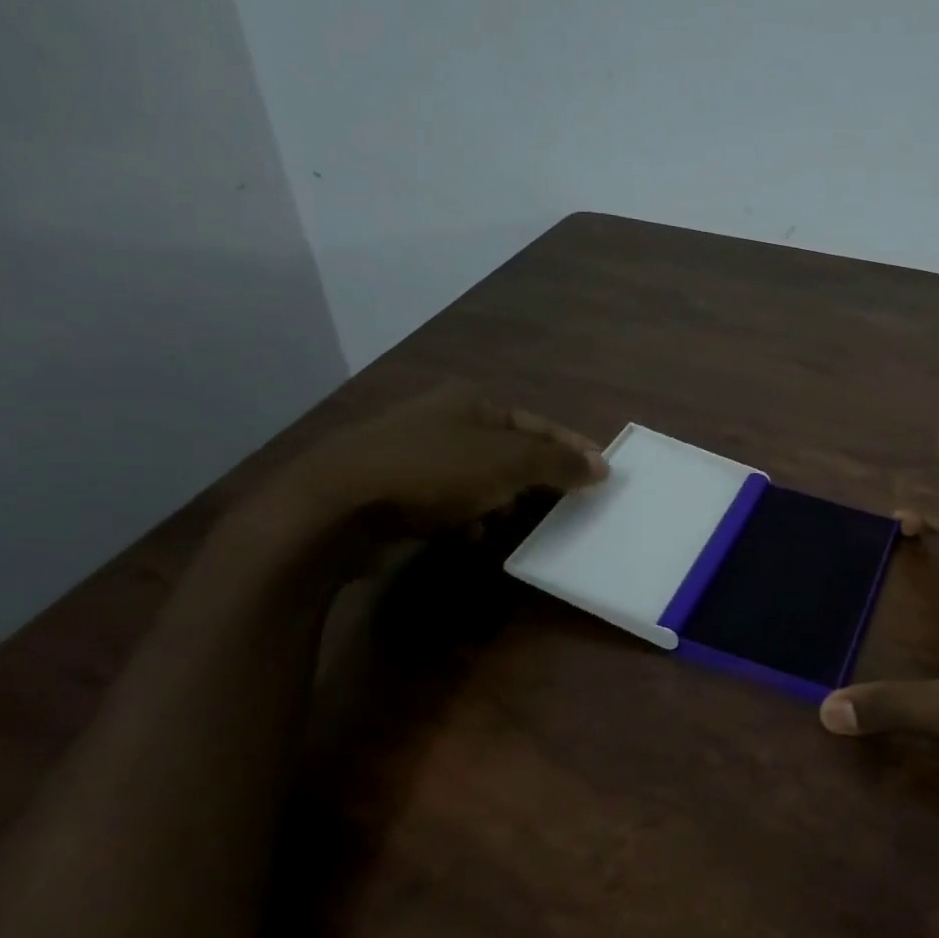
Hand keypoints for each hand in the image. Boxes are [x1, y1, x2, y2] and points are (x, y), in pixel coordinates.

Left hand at [257, 384, 609, 549]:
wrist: (335, 505)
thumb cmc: (433, 472)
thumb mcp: (508, 463)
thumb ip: (559, 463)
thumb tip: (603, 466)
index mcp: (473, 401)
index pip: (539, 425)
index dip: (573, 448)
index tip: (602, 474)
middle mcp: (444, 418)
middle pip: (510, 451)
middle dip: (535, 481)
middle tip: (561, 506)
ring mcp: (415, 451)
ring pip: (479, 478)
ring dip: (501, 503)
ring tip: (512, 525)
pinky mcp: (394, 486)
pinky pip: (449, 500)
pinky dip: (467, 516)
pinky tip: (471, 536)